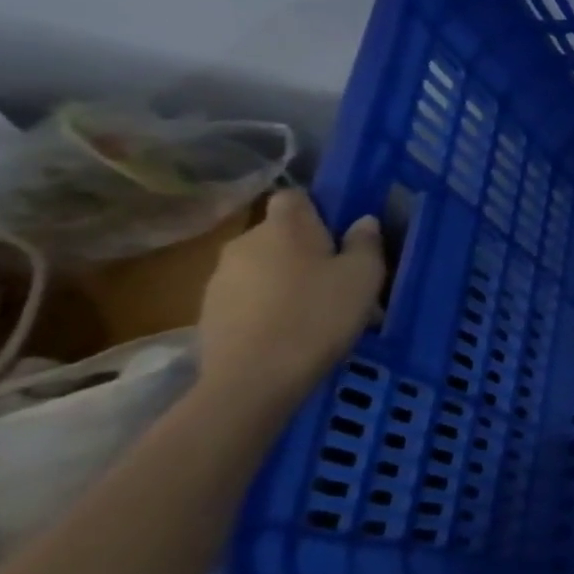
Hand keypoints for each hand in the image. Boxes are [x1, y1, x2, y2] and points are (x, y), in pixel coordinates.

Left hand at [197, 190, 384, 411]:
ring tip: (317, 305)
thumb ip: (366, 243)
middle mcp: (245, 242)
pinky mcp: (208, 309)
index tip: (343, 229)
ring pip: (263, 264)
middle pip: (279, 233)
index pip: (295, 196)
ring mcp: (220, 277)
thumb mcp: (364, 276)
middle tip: (339, 274)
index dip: (319, 207)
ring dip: (287, 276)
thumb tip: (362, 221)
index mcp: (284, 227)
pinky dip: (268, 302)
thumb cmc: (319, 314)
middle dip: (306, 246)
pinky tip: (291, 326)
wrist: (255, 376)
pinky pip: (248, 293)